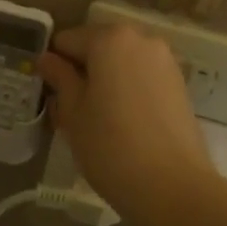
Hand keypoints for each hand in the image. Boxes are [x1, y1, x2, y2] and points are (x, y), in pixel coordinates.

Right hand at [38, 23, 213, 222]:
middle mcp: (140, 38)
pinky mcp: (179, 83)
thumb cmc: (111, 146)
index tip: (50, 95)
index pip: (67, 41)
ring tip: (98, 120)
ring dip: (105, 81)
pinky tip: (124, 122)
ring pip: (120, 62)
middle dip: (81, 72)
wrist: (174, 187)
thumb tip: (47, 59)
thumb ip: (59, 77)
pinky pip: (141, 76)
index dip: (54, 66)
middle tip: (71, 111)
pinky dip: (127, 89)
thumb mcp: (73, 112)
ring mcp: (164, 60)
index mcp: (109, 38)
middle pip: (97, 47)